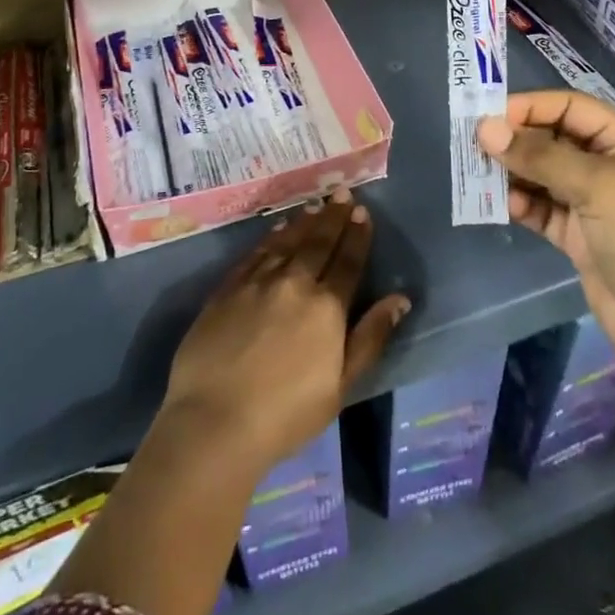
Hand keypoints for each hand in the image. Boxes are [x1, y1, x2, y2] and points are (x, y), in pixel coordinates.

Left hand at [161, 189, 409, 474]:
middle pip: (318, 243)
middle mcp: (294, 283)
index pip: (347, 262)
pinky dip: (270, 238)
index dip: (357, 236)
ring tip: (315, 206)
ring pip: (286, 242)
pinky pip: (255, 253)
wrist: (214, 421)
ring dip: (303, 222)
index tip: (363, 213)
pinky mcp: (227, 289)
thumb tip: (400, 299)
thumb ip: (370, 337)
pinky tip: (277, 230)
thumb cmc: (285, 414)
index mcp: (326, 308)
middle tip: (342, 193)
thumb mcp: (340, 386)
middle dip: (333, 217)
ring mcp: (257, 283)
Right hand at [478, 91, 614, 375]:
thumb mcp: (595, 186)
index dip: (529, 106)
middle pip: (551, 137)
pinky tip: (501, 203)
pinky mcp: (576, 234)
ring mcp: (589, 200)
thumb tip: (485, 129)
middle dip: (514, 139)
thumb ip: (539, 155)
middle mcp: (605, 164)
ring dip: (511, 171)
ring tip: (478, 173)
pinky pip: (539, 207)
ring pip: (540, 173)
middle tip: (473, 145)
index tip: (486, 115)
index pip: (568, 106)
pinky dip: (520, 202)